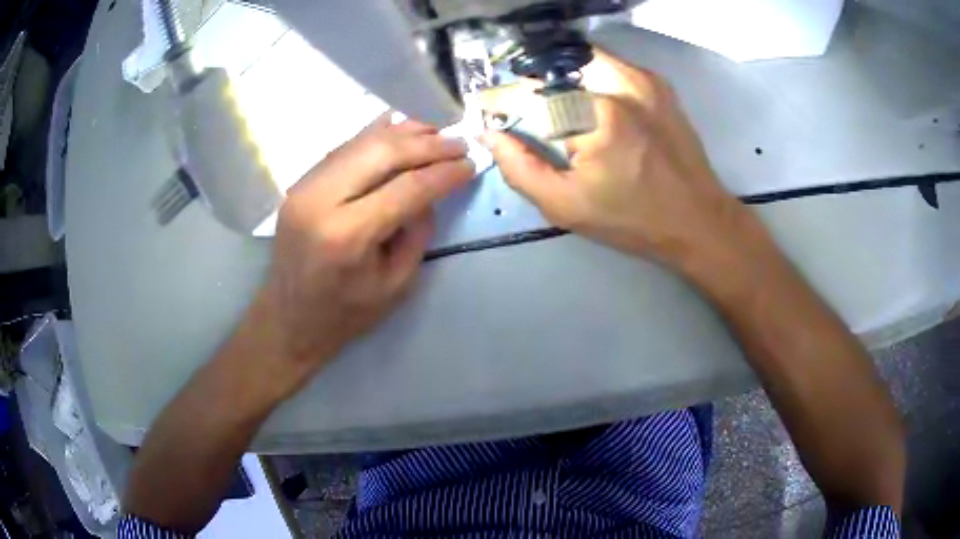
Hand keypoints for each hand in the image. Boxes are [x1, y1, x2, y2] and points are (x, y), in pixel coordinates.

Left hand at [240, 116, 473, 398]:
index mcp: (347, 235)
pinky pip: (344, 148)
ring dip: (403, 133)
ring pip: (361, 142)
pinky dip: (375, 136)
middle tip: (458, 143)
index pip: (406, 188)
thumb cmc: (344, 314)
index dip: (443, 173)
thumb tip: (430, 192)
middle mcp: (321, 200)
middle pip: (382, 152)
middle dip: (427, 144)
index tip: (470, 164)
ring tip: (435, 132)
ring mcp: (304, 187)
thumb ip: (417, 233)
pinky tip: (399, 131)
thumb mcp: (396, 285)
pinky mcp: (300, 184)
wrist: (288, 319)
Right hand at [483, 50, 748, 268]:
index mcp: (597, 119)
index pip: (532, 94)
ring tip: (551, 104)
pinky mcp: (657, 83)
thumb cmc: (632, 220)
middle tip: (519, 111)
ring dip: (558, 77)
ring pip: (581, 60)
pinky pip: (608, 65)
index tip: (482, 106)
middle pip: (555, 69)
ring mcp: (643, 80)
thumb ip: (520, 168)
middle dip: (529, 87)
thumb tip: (492, 135)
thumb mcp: (566, 206)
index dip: (500, 98)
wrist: (698, 219)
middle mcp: (620, 86)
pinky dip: (586, 76)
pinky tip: (585, 101)